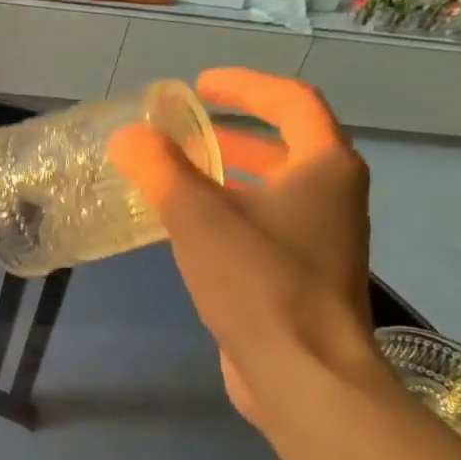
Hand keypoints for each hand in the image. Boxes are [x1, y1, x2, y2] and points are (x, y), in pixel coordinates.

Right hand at [109, 67, 384, 431]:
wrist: (302, 374)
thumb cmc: (258, 282)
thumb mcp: (197, 216)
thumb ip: (159, 169)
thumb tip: (128, 137)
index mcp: (323, 167)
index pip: (290, 102)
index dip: (243, 86)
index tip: (198, 86)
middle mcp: (332, 197)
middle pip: (283, 147)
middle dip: (230, 135)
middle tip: (180, 134)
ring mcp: (321, 241)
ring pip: (271, 191)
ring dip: (226, 177)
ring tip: (175, 179)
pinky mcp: (301, 278)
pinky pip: (263, 228)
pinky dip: (228, 216)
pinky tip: (186, 234)